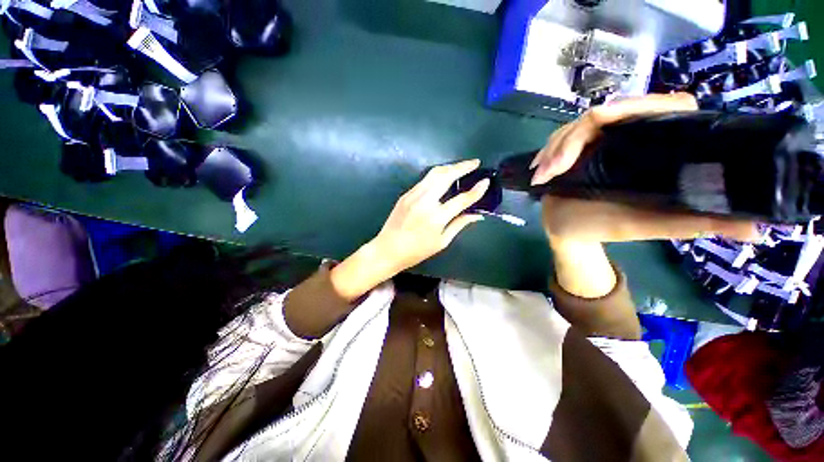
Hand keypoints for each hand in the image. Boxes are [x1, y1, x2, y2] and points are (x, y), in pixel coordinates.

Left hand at [373, 159, 488, 271]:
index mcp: (436, 217)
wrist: (388, 249)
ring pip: (434, 173)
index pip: (461, 199)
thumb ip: (459, 224)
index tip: (485, 181)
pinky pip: (425, 180)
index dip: (476, 190)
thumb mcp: (442, 242)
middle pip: (446, 176)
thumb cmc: (417, 251)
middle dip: (462, 167)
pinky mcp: (406, 194)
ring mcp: (413, 195)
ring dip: (450, 167)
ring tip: (461, 166)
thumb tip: (477, 214)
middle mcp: (425, 201)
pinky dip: (437, 175)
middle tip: (475, 162)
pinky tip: (444, 177)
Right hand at [531, 93, 759, 243]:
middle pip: (609, 112)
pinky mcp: (577, 147)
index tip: (603, 120)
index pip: (662, 106)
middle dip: (575, 137)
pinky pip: (561, 137)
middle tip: (555, 167)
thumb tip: (757, 228)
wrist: (567, 230)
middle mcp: (631, 136)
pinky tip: (538, 169)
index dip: (635, 105)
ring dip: (555, 148)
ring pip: (579, 124)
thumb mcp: (649, 226)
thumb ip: (692, 224)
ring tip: (542, 176)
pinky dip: (548, 151)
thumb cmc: (606, 228)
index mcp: (658, 147)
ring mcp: (600, 140)